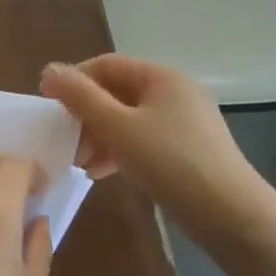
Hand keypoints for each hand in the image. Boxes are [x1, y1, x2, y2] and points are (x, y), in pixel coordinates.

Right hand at [40, 55, 265, 248]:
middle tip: (64, 141)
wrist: (227, 211)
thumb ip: (81, 98)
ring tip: (80, 162)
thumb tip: (49, 70)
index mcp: (161, 76)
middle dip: (86, 115)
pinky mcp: (185, 149)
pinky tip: (100, 173)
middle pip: (116, 92)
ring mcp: (182, 121)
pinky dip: (118, 151)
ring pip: (127, 119)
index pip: (106, 65)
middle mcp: (174, 91)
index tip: (48, 107)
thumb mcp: (118, 127)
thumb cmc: (169, 161)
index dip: (73, 81)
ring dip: (98, 136)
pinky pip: (142, 140)